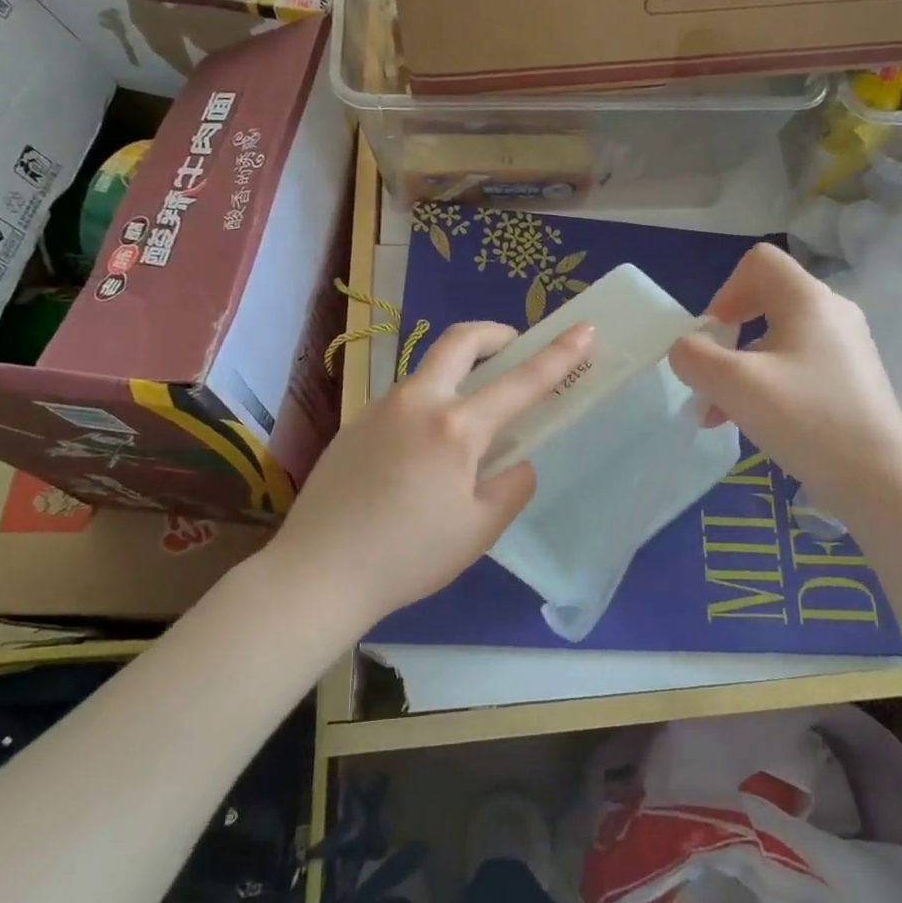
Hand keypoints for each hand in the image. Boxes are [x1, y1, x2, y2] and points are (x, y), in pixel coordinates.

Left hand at [270, 319, 594, 627]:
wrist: (316, 573)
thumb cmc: (408, 556)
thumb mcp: (480, 530)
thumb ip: (512, 485)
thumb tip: (514, 461)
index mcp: (455, 428)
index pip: (521, 382)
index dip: (559, 354)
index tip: (585, 329)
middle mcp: (417, 402)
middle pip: (460, 341)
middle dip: (495, 334)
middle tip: (514, 348)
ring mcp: (380, 408)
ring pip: (429, 370)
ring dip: (459, 372)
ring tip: (470, 417)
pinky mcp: (355, 423)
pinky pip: (405, 399)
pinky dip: (430, 402)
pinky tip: (424, 451)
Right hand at [668, 243, 901, 523]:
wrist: (879, 481)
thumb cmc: (806, 420)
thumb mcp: (735, 384)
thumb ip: (695, 357)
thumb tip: (686, 350)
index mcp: (809, 299)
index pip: (759, 262)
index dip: (725, 291)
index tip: (713, 336)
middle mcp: (832, 313)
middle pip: (764, 302)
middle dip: (726, 338)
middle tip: (710, 376)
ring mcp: (845, 348)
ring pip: (776, 341)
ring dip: (739, 370)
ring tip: (716, 414)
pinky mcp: (849, 380)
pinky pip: (796, 367)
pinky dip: (766, 385)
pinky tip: (747, 424)